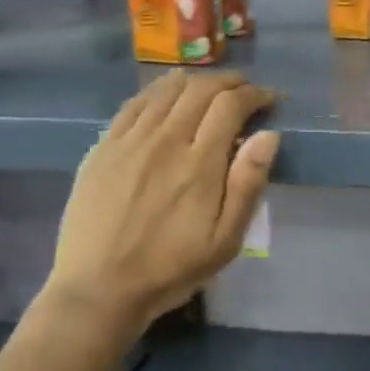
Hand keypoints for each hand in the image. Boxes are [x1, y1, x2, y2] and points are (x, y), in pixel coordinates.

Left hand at [45, 72, 278, 338]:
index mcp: (200, 163)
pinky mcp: (103, 148)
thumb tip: (269, 135)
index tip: (270, 100)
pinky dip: (157, 91)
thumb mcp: (226, 239)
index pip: (231, 105)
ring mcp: (129, 141)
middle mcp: (165, 141)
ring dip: (195, 81)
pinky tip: (166, 94)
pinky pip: (134, 104)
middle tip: (245, 90)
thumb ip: (248, 183)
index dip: (255, 95)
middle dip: (229, 82)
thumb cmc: (172, 267)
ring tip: (211, 88)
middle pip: (200, 89)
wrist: (99, 289)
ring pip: (166, 90)